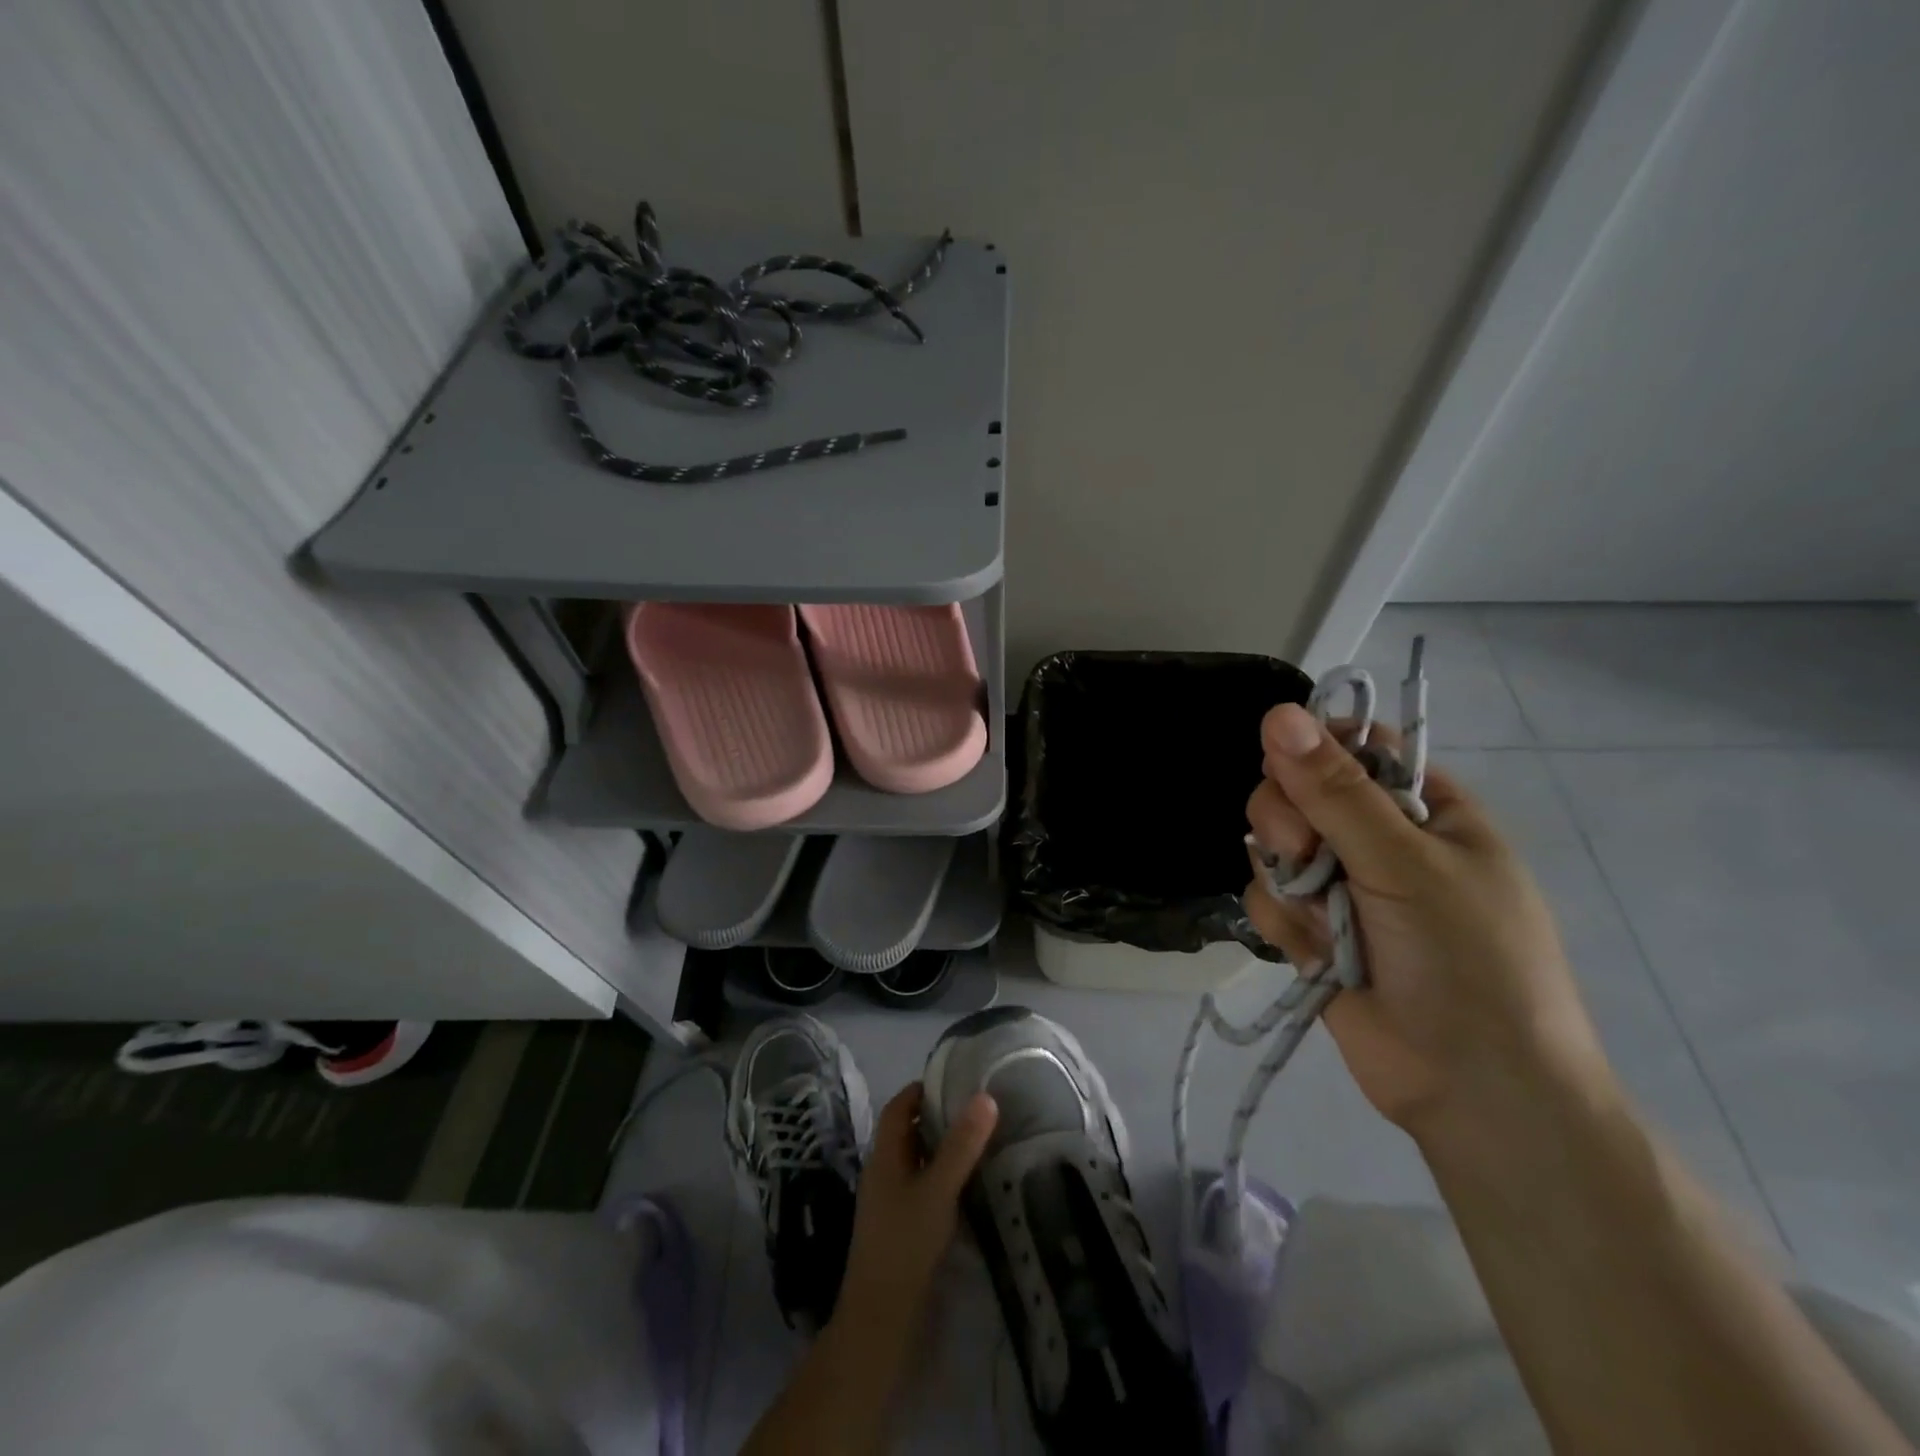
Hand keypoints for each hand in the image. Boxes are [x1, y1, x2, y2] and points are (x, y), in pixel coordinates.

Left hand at [833, 1083, 997, 1344]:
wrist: (880, 1321)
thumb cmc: (905, 1245)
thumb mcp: (937, 1190)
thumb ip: (961, 1146)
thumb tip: (985, 1096)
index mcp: (884, 1156)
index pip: (898, 1108)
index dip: (921, 1089)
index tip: (955, 1079)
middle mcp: (883, 1173)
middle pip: (907, 1132)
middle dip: (937, 1117)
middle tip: (976, 1107)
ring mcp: (889, 1202)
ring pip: (916, 1161)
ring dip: (941, 1148)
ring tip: (980, 1139)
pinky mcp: (901, 1228)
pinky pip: (922, 1187)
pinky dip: (942, 1177)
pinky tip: (968, 1185)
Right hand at [1242, 703, 1615, 1141]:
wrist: (1474, 1093)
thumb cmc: (1467, 962)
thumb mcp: (1405, 863)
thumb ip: (1334, 790)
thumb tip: (1277, 713)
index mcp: (1423, 808)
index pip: (1351, 746)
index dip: (1311, 750)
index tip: (1290, 770)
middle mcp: (1377, 840)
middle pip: (1295, 793)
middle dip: (1288, 822)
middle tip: (1308, 855)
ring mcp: (1341, 888)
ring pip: (1271, 846)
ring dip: (1286, 880)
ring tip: (1322, 921)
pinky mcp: (1311, 932)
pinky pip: (1266, 900)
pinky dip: (1283, 925)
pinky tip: (1314, 956)